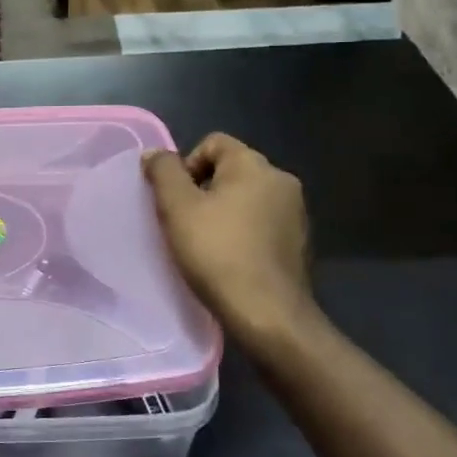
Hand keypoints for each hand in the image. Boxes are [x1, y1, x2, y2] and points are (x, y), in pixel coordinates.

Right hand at [142, 134, 319, 354]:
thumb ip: (163, 172)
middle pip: (231, 169)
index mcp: (254, 165)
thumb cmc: (218, 253)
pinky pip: (263, 223)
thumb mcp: (177, 208)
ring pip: (248, 197)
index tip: (176, 199)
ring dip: (225, 212)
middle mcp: (281, 180)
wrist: (269, 314)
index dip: (187, 164)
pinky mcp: (300, 242)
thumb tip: (155, 153)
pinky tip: (230, 259)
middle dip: (204, 190)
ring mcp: (296, 212)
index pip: (214, 142)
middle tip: (185, 222)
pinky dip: (244, 232)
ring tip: (206, 243)